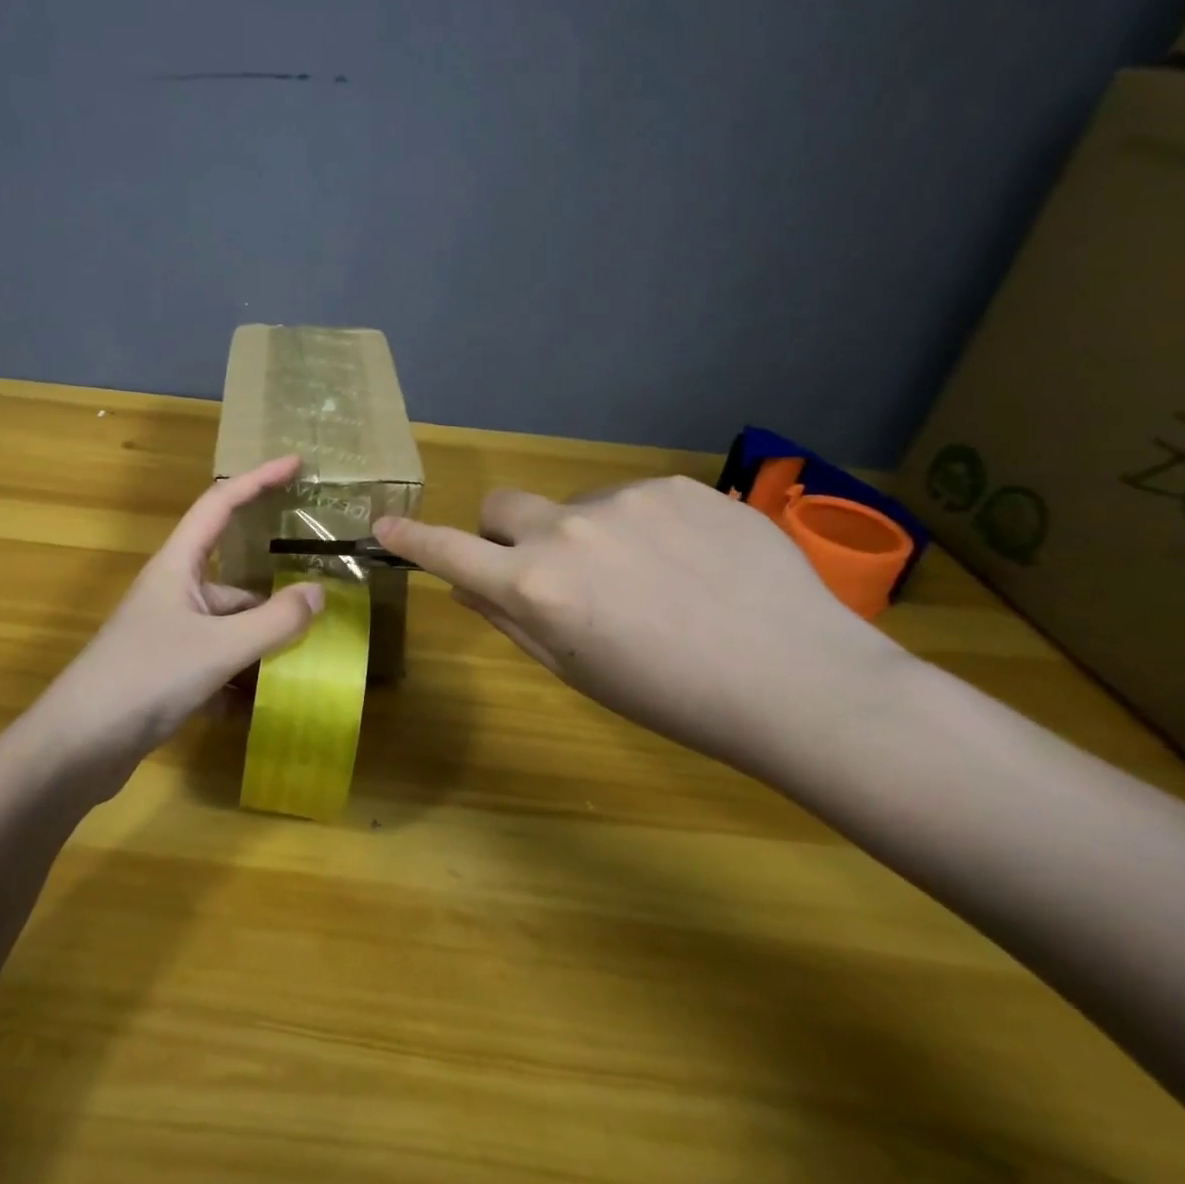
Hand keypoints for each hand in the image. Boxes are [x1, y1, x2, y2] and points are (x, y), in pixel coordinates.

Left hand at [30, 455, 324, 795]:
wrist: (76, 747)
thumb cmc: (145, 678)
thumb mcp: (218, 648)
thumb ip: (273, 622)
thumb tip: (317, 593)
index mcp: (178, 566)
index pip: (220, 504)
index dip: (258, 479)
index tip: (296, 464)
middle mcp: (173, 592)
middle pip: (234, 579)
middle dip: (274, 593)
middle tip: (321, 600)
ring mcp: (169, 634)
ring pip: (229, 627)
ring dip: (261, 645)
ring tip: (306, 663)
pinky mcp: (166, 673)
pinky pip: (216, 665)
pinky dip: (238, 682)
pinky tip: (260, 710)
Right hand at [375, 475, 905, 771]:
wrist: (801, 682)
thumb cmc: (673, 698)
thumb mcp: (577, 671)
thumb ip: (510, 619)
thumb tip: (466, 584)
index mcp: (537, 587)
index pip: (450, 552)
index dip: (412, 540)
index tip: (384, 526)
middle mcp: (567, 531)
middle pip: (503, 505)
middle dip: (509, 532)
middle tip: (553, 571)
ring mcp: (624, 501)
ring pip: (576, 507)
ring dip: (589, 535)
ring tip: (653, 580)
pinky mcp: (676, 486)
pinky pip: (634, 499)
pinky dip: (643, 526)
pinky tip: (693, 564)